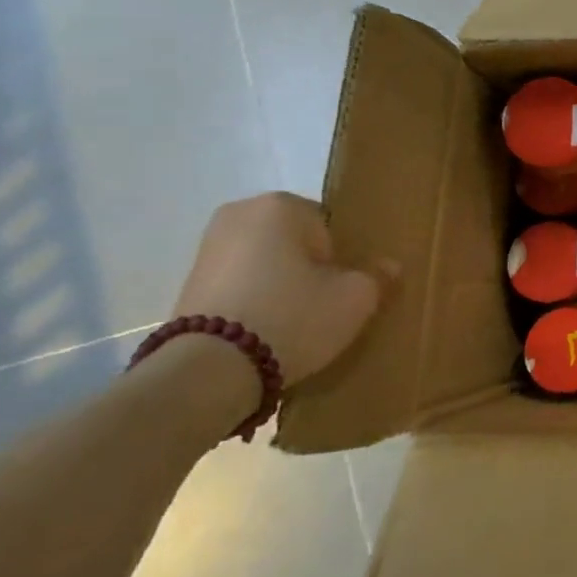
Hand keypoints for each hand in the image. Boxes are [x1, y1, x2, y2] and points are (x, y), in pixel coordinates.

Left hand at [172, 192, 396, 386]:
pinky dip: (255, 302)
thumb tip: (388, 266)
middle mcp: (238, 215)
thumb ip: (378, 276)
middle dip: (310, 269)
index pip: (330, 226)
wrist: (208, 371)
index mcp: (280, 205)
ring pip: (267, 264)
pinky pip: (241, 285)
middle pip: (296, 243)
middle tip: (324, 306)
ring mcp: (207, 249)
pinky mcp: (187, 285)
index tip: (343, 289)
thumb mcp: (356, 298)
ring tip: (294, 325)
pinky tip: (264, 333)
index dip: (343, 260)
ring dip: (282, 287)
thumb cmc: (292, 316)